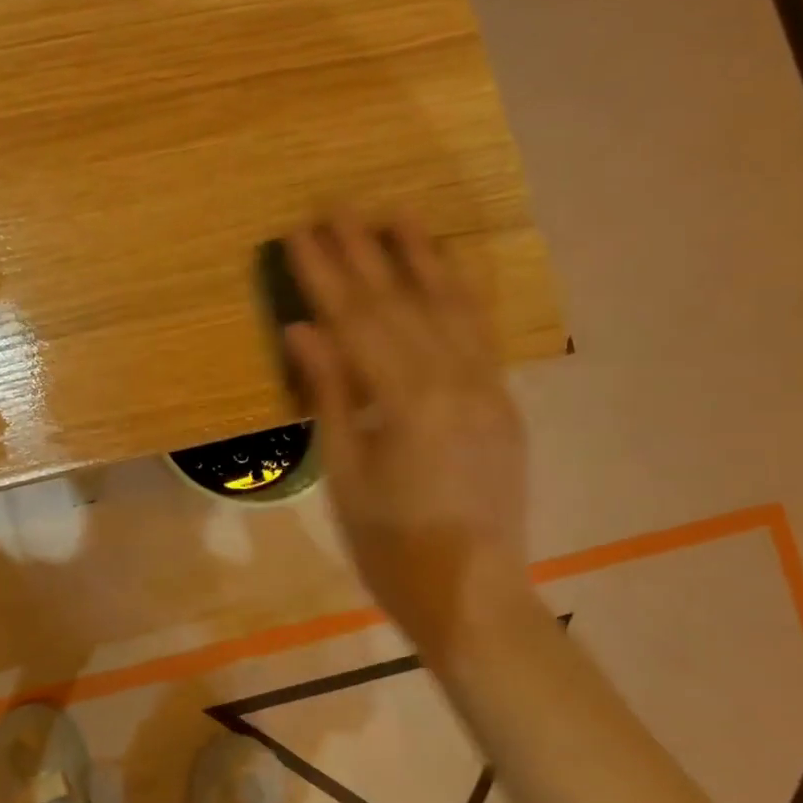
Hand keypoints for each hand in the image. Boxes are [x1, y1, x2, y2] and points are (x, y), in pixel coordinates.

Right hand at [284, 215, 531, 652]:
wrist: (473, 595)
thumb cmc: (390, 547)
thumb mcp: (344, 475)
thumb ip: (329, 396)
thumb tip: (305, 331)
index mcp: (406, 405)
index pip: (357, 324)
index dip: (325, 276)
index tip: (300, 235)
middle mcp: (454, 383)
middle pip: (400, 305)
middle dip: (365, 254)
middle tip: (337, 207)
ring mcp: (487, 389)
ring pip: (451, 308)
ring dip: (420, 258)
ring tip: (396, 215)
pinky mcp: (503, 402)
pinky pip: (483, 334)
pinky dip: (464, 292)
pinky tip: (451, 264)